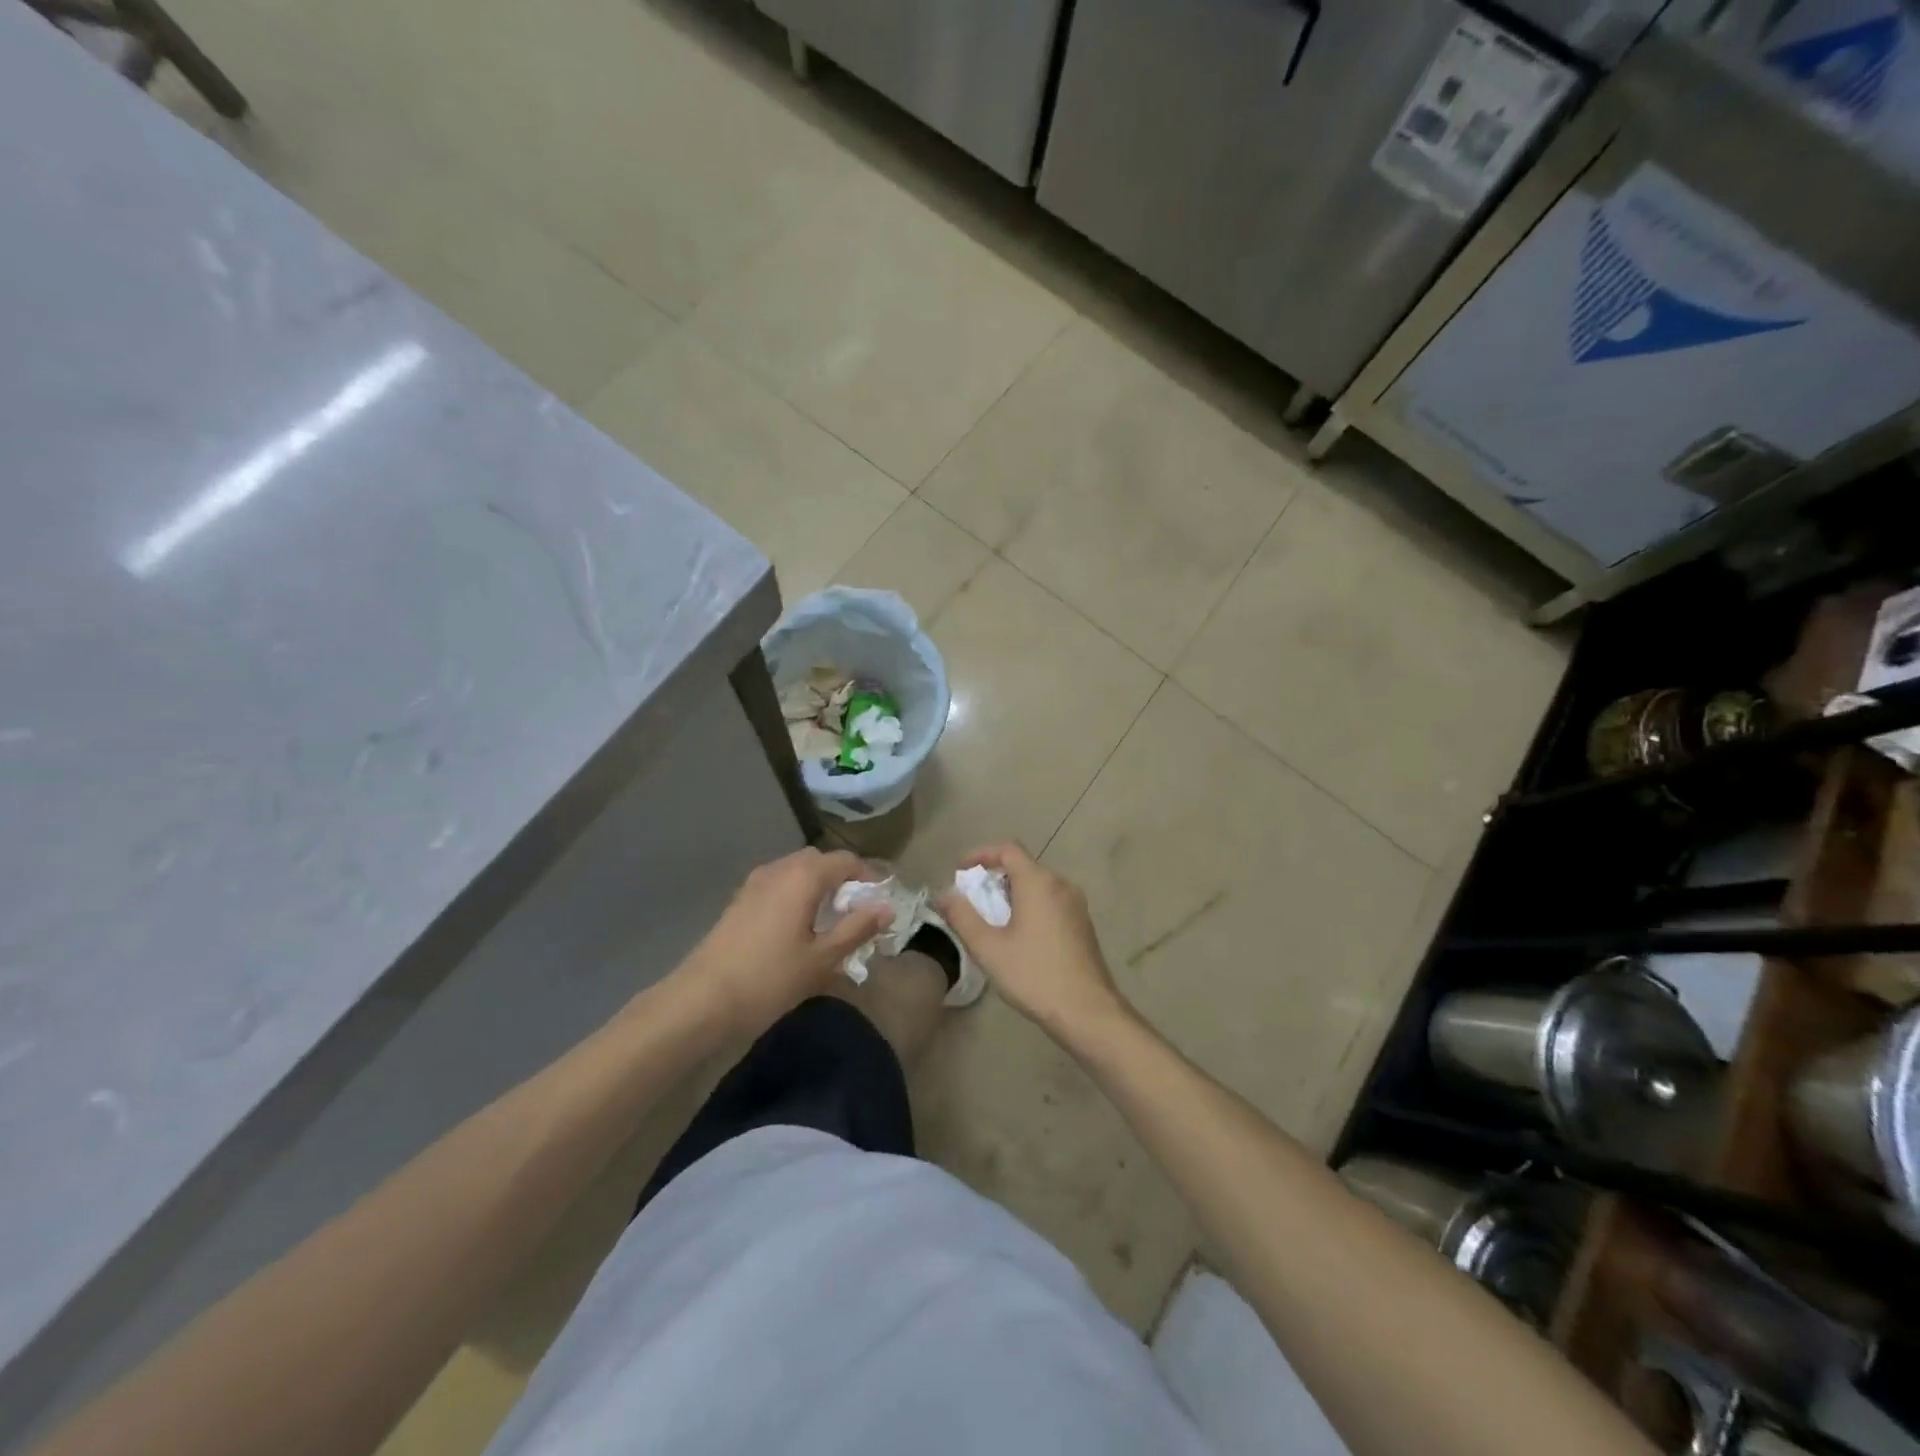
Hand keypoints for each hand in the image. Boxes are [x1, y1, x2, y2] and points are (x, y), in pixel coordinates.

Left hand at [677, 848, 890, 1035]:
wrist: (701, 1000)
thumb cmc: (769, 978)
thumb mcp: (822, 959)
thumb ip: (857, 929)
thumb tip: (887, 908)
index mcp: (803, 876)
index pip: (846, 860)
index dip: (868, 878)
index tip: (879, 905)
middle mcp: (779, 869)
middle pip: (820, 862)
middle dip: (842, 881)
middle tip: (855, 915)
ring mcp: (755, 883)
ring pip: (796, 873)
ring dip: (818, 889)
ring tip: (828, 925)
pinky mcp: (740, 901)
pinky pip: (778, 886)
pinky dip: (796, 897)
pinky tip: (798, 932)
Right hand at [935, 843, 1128, 1040]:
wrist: (1088, 1011)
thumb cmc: (1034, 975)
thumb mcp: (989, 948)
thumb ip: (962, 917)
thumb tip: (944, 895)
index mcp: (1038, 882)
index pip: (1008, 849)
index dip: (981, 854)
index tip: (960, 871)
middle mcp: (1061, 884)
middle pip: (1023, 866)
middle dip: (994, 878)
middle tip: (972, 901)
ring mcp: (1076, 904)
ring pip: (1038, 885)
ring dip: (1012, 894)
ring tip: (992, 921)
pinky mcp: (1083, 924)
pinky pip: (1051, 901)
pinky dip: (1030, 906)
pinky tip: (1019, 936)